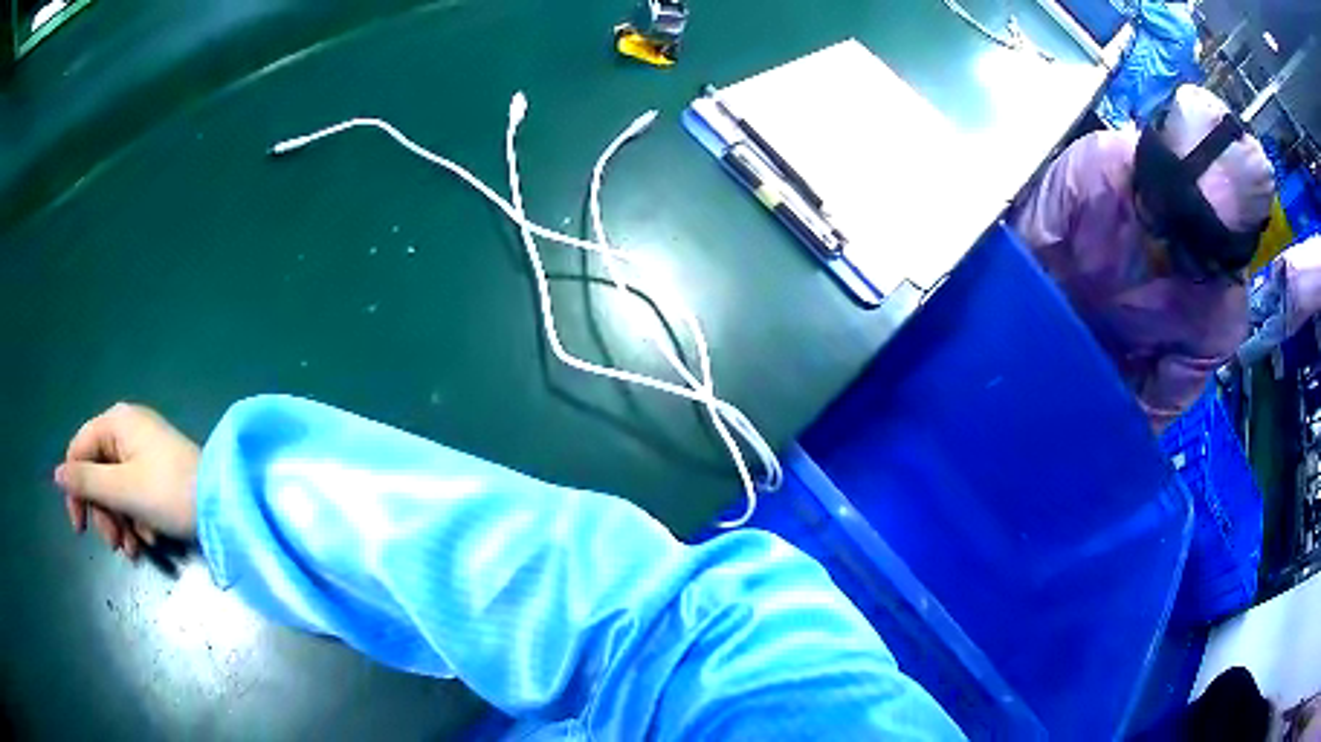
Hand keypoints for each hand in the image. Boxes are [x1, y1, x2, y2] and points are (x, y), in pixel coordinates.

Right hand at [54, 403, 200, 558]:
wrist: (222, 507)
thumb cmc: (168, 492)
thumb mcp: (122, 489)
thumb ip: (87, 481)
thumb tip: (57, 474)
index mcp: (116, 423)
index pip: (80, 450)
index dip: (75, 489)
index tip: (79, 528)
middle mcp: (127, 432)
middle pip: (98, 475)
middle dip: (104, 515)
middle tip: (116, 545)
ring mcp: (143, 454)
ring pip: (116, 493)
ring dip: (120, 524)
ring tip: (135, 550)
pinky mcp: (157, 477)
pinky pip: (135, 499)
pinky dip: (137, 522)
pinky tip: (150, 540)